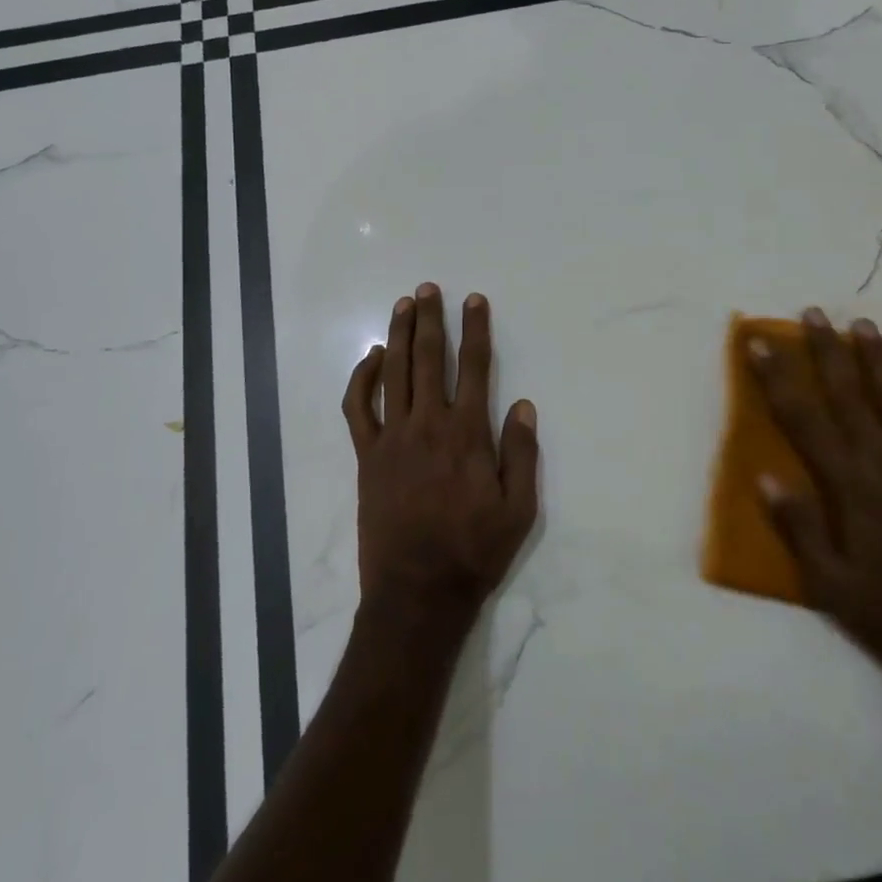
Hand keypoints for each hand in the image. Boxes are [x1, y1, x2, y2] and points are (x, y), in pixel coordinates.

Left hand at [342, 284, 540, 627]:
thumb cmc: (474, 551)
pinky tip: (372, 358)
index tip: (474, 301)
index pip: (475, 367)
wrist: (418, 592)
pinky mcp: (367, 456)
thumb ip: (522, 454)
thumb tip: (523, 405)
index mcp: (467, 434)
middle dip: (430, 319)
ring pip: (393, 373)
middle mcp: (428, 425)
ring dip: (398, 335)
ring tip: (403, 306)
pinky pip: (358, 408)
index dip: (475, 329)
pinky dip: (362, 378)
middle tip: (429, 289)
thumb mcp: (519, 510)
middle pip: (428, 358)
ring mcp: (392, 438)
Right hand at [750, 308, 881, 704]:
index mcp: (851, 486)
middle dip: (826, 351)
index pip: (804, 419)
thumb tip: (765, 477)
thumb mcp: (832, 586)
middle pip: (849, 394)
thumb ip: (800, 529)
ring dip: (878, 358)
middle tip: (812, 313)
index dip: (778, 378)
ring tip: (862, 324)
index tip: (760, 344)